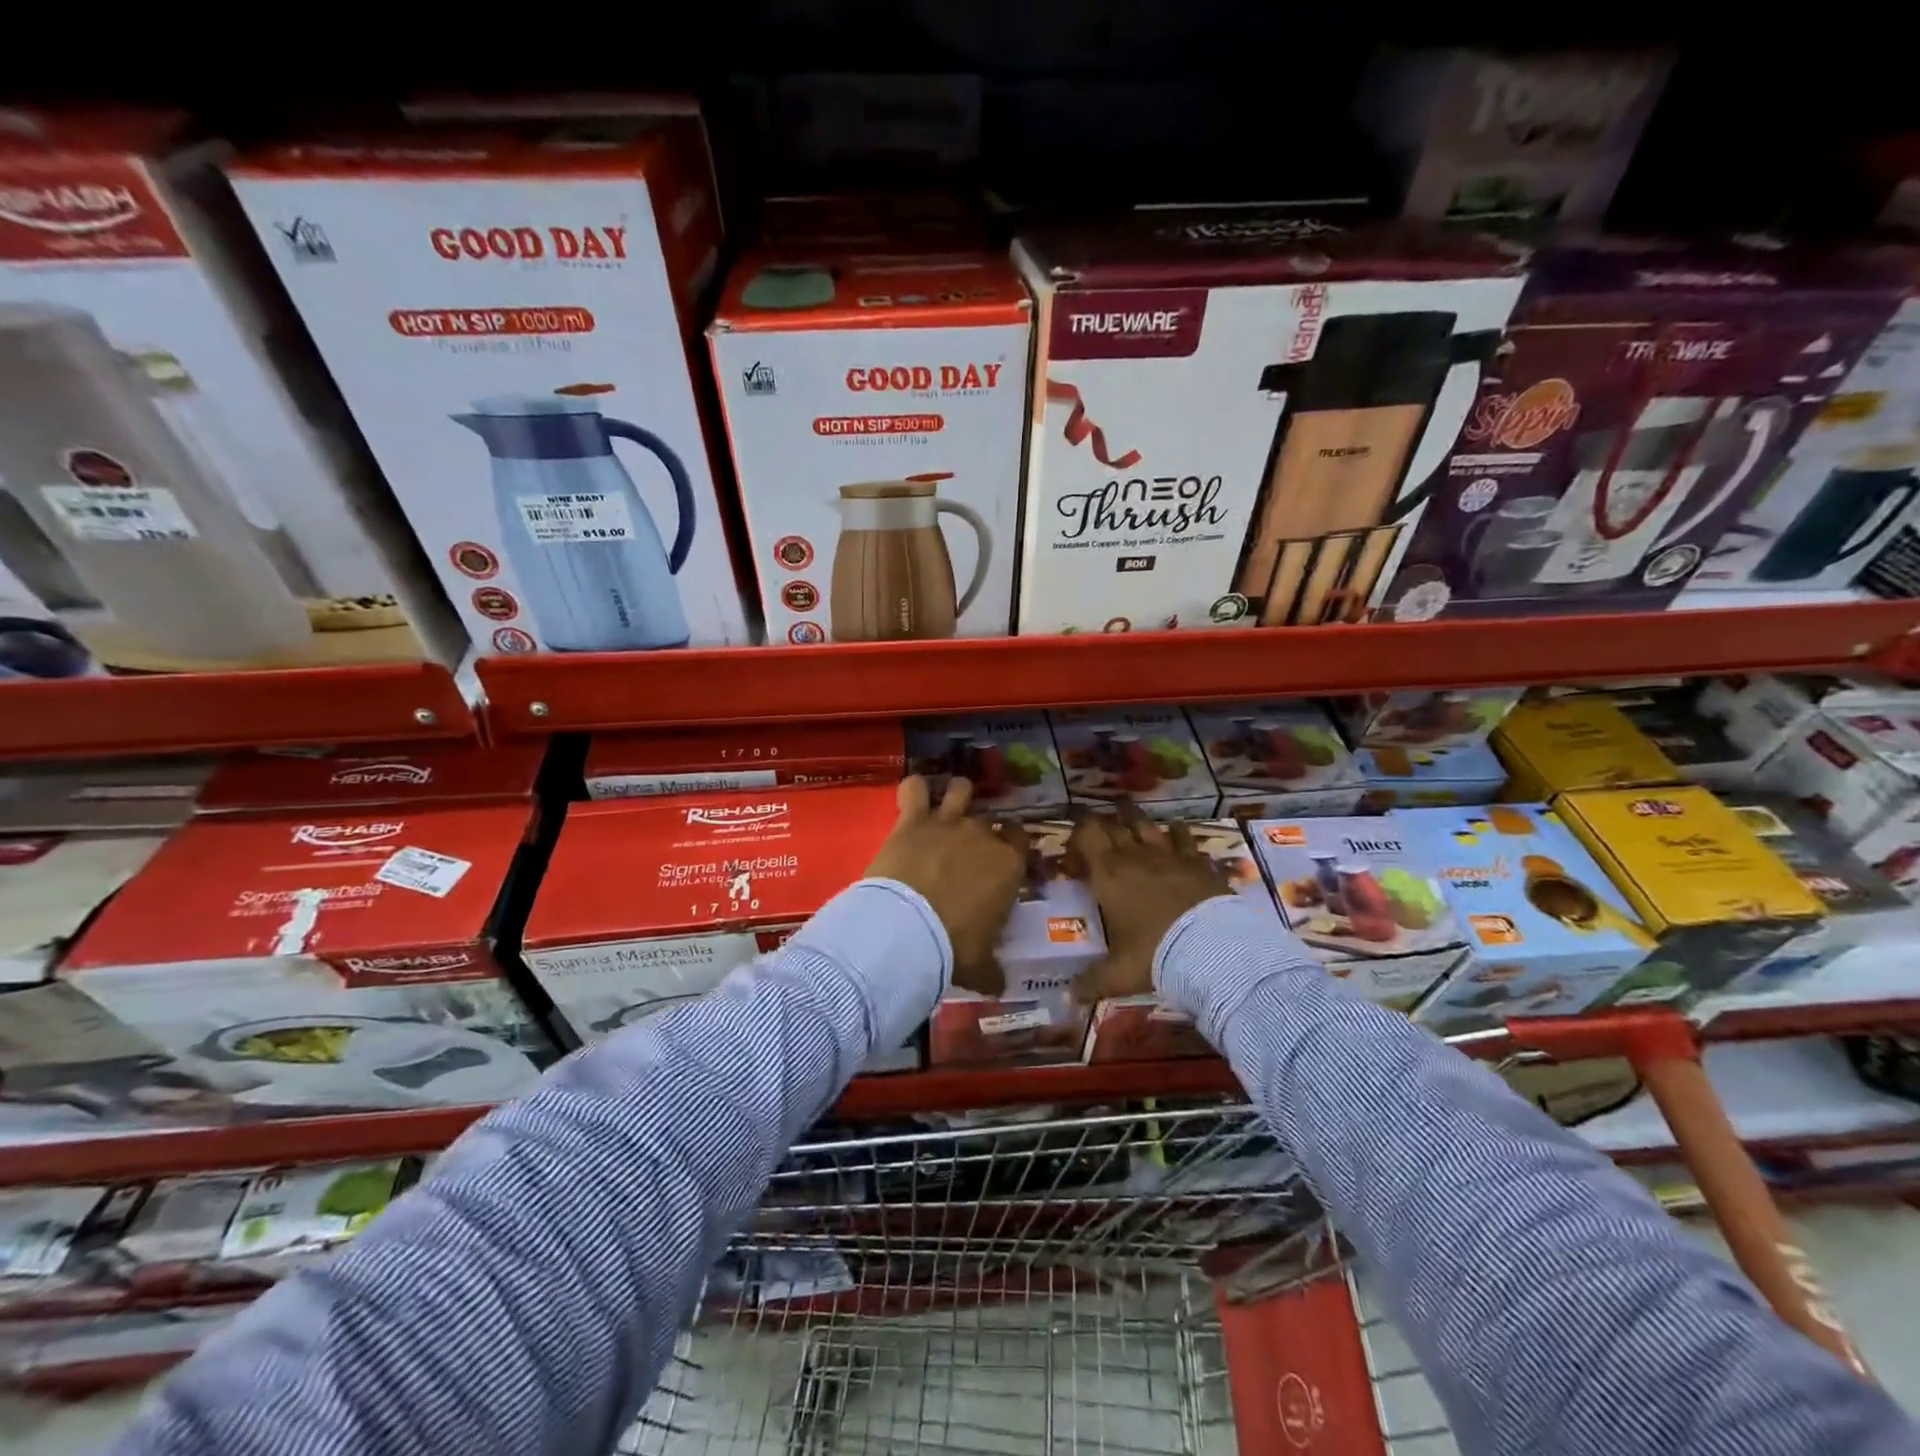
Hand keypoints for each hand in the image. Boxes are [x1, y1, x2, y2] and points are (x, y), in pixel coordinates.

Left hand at [867, 776, 1027, 994]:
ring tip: (947, 806)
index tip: (1002, 860)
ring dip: (957, 795)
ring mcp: (947, 823)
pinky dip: (914, 790)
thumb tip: (999, 985)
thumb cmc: (954, 948)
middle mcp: (983, 836)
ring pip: (961, 790)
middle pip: (989, 821)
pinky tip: (912, 796)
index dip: (1012, 847)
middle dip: (982, 832)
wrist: (908, 931)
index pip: (1021, 841)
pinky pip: (914, 789)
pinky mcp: (912, 821)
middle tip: (968, 851)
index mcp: (1009, 866)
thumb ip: (992, 971)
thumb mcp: (980, 967)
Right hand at [1067, 804, 1230, 1003]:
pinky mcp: (1198, 861)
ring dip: (1134, 819)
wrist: (1213, 951)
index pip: (1086, 833)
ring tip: (1128, 815)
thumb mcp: (1118, 974)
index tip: (1074, 855)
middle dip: (1102, 825)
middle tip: (1097, 833)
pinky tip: (1176, 829)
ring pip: (1146, 824)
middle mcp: (1135, 856)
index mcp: (1108, 874)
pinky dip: (1176, 832)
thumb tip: (1068, 999)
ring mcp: (1169, 855)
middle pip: (1114, 825)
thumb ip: (1092, 982)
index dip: (1077, 836)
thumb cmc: (1154, 955)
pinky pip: (1183, 837)